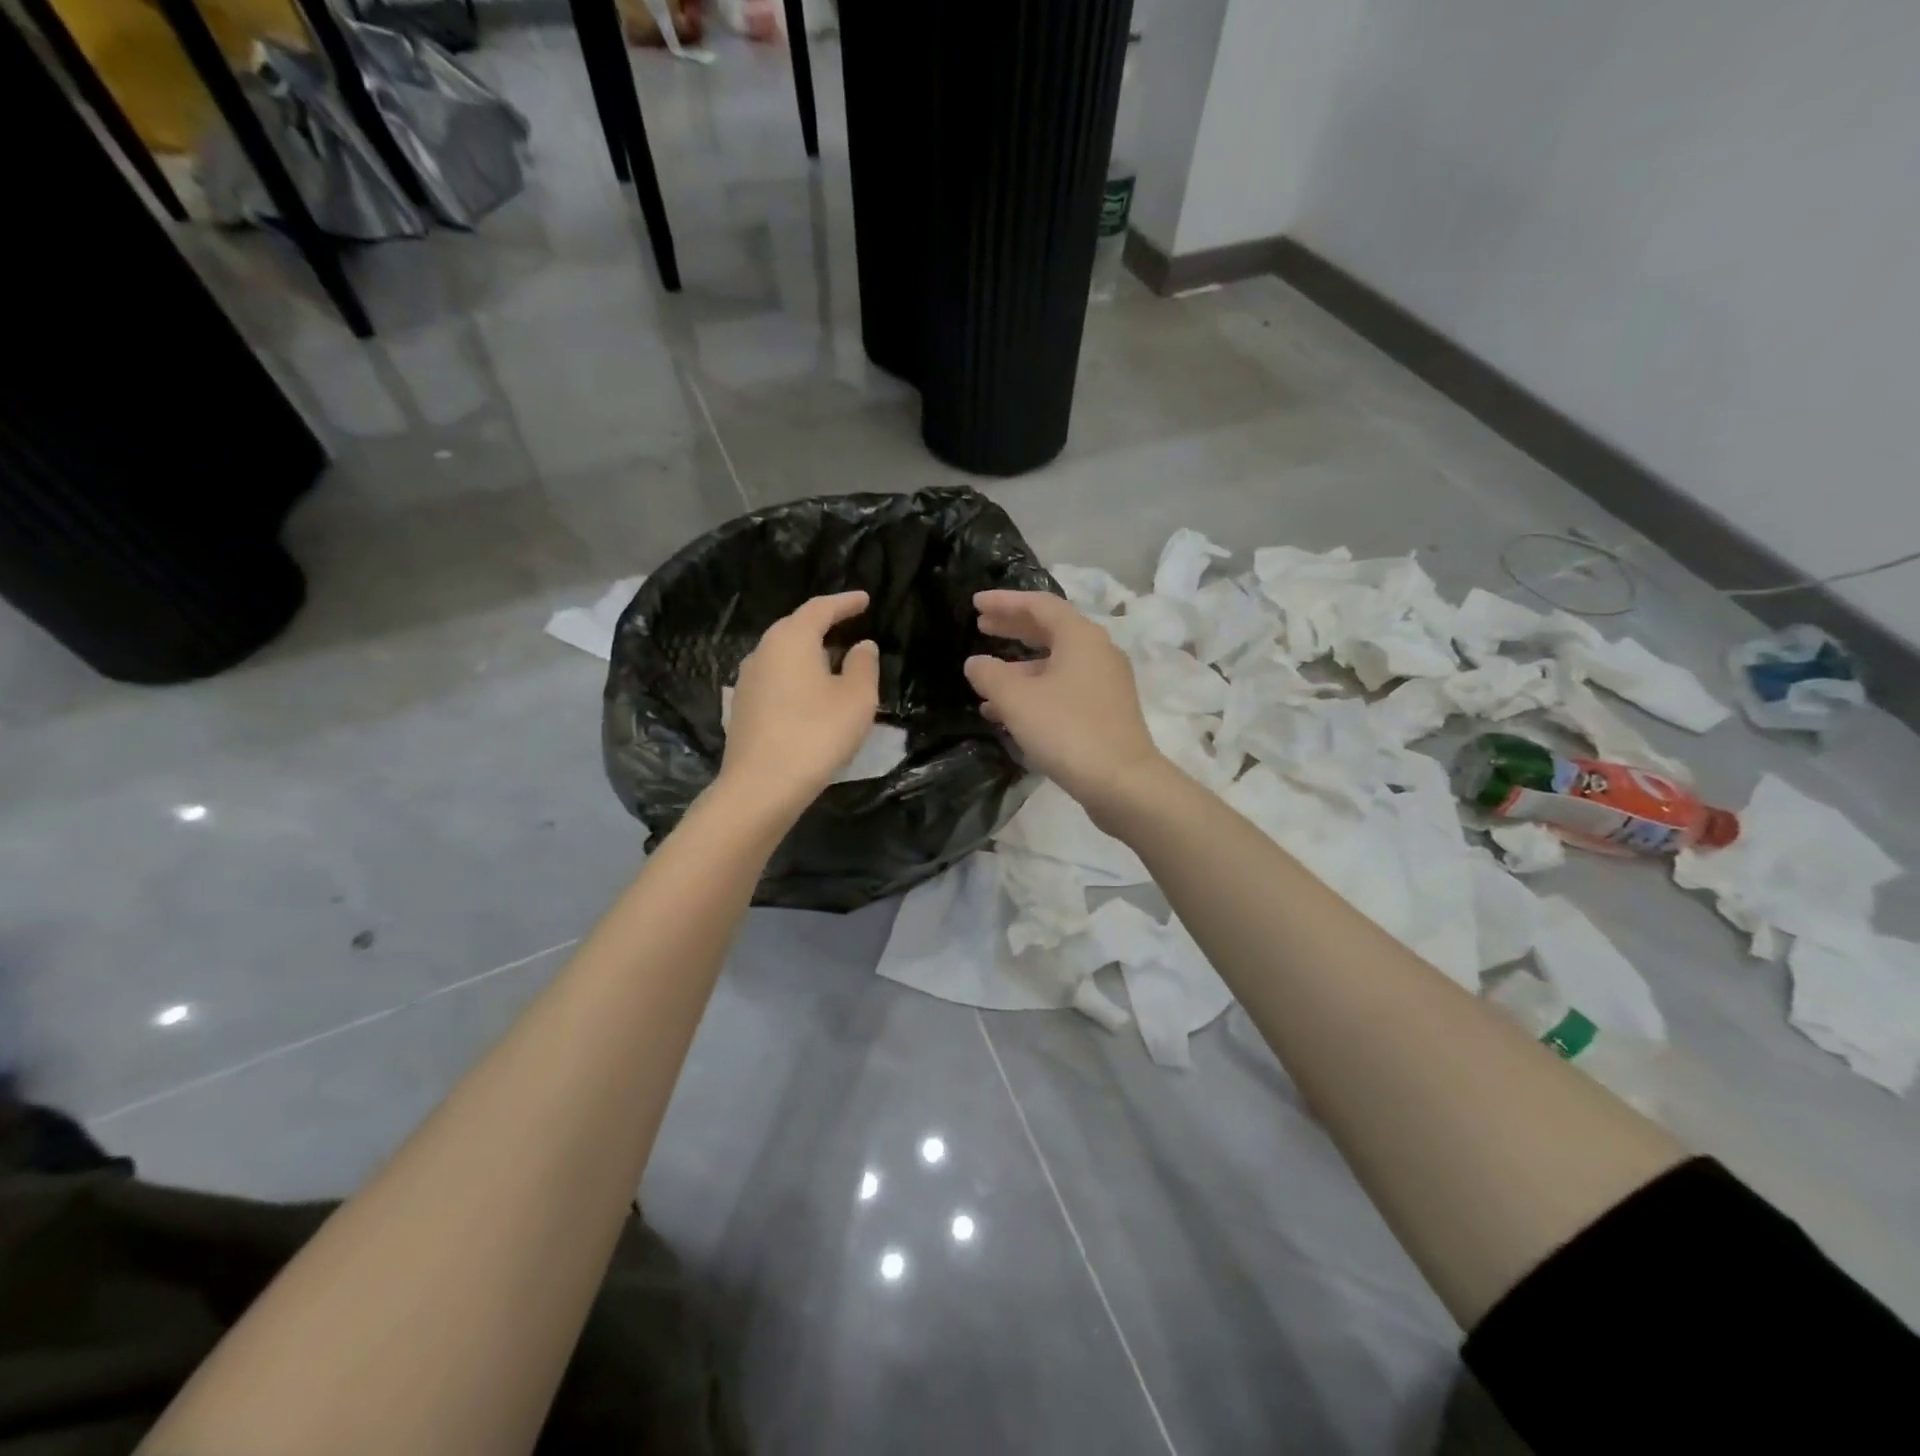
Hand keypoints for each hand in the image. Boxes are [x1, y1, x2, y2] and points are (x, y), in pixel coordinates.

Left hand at [721, 592, 880, 809]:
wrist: (762, 786)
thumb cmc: (816, 734)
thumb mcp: (856, 698)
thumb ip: (863, 665)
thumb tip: (861, 646)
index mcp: (791, 639)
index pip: (820, 608)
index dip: (845, 602)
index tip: (864, 599)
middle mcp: (763, 652)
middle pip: (795, 628)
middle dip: (823, 625)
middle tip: (849, 626)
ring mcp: (747, 681)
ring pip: (783, 655)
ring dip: (809, 654)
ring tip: (833, 661)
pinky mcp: (743, 708)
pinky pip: (775, 679)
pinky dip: (797, 677)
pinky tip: (810, 695)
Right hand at [964, 590, 1163, 817]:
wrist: (1122, 782)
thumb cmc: (1067, 730)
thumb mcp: (1017, 700)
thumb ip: (990, 675)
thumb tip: (976, 663)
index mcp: (1080, 636)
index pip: (1039, 604)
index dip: (1005, 602)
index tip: (975, 603)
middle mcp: (1098, 652)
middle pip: (1050, 630)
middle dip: (1013, 629)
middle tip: (981, 627)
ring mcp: (1105, 682)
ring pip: (1055, 664)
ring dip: (1019, 668)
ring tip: (985, 680)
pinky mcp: (1106, 710)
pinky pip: (1064, 688)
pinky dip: (1035, 691)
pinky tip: (1009, 713)